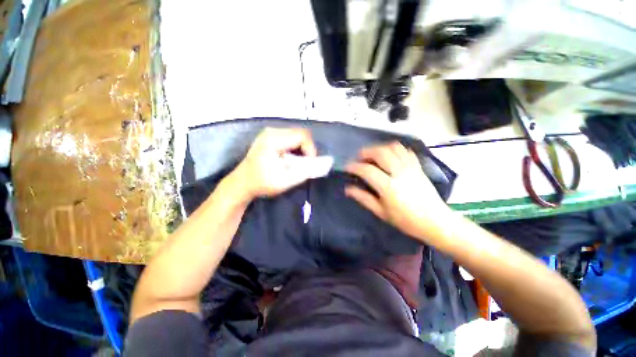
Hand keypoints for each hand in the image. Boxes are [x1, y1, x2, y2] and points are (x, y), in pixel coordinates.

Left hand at [229, 128, 320, 198]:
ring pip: (296, 135)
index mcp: (273, 140)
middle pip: (300, 133)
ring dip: (302, 148)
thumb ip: (303, 173)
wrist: (242, 183)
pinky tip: (291, 159)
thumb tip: (317, 165)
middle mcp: (271, 132)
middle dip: (307, 149)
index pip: (302, 136)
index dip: (311, 149)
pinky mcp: (270, 137)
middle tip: (306, 164)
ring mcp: (269, 133)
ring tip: (298, 163)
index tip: (310, 164)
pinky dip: (295, 148)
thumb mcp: (285, 181)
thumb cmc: (261, 183)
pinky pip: (290, 138)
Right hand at [345, 142, 452, 240]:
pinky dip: (394, 149)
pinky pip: (405, 150)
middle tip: (358, 158)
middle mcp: (400, 172)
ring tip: (372, 155)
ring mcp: (411, 167)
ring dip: (379, 148)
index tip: (347, 167)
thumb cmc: (406, 220)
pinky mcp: (418, 166)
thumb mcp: (381, 212)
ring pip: (393, 147)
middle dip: (365, 152)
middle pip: (380, 152)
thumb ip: (363, 198)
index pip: (367, 170)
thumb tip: (347, 188)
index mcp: (389, 187)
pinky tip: (389, 156)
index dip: (354, 166)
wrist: (435, 222)